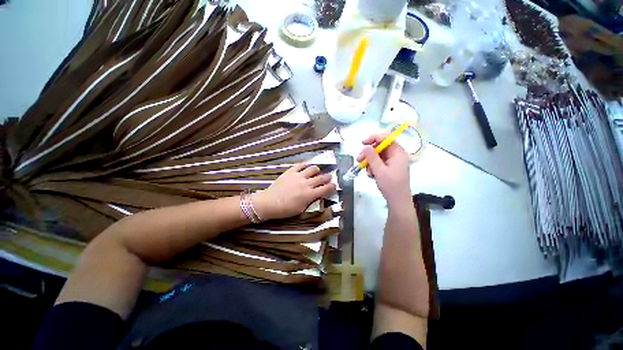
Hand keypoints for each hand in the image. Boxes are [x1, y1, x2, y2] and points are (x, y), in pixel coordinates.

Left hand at [251, 164, 335, 220]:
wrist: (269, 202)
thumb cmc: (286, 210)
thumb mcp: (301, 209)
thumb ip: (311, 201)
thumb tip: (317, 195)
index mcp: (310, 194)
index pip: (325, 189)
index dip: (332, 187)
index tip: (334, 185)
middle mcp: (306, 183)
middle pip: (321, 178)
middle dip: (327, 177)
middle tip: (329, 177)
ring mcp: (298, 176)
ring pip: (312, 169)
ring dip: (317, 170)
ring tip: (317, 171)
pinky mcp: (290, 172)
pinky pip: (300, 165)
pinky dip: (305, 164)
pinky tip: (307, 165)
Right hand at [357, 134, 410, 204]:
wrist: (397, 200)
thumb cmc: (390, 185)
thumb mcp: (379, 170)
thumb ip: (372, 157)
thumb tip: (366, 146)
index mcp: (398, 153)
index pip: (386, 138)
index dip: (374, 138)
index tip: (363, 143)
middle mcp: (396, 155)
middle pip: (380, 147)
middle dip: (368, 153)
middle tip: (359, 160)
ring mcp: (392, 162)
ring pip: (377, 156)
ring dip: (369, 162)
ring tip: (367, 172)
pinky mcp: (389, 168)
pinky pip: (378, 163)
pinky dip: (372, 167)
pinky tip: (371, 175)